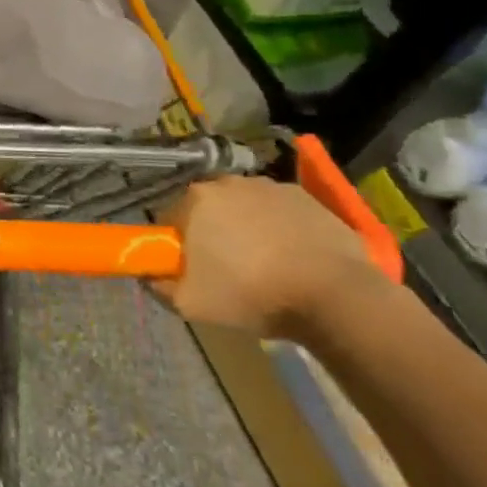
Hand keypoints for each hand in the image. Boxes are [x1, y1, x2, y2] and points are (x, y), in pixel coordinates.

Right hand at [154, 176, 389, 340]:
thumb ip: (158, 285)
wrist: (334, 296)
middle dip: (211, 233)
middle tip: (226, 269)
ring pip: (244, 208)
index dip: (177, 246)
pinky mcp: (306, 197)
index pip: (170, 219)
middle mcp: (228, 183)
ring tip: (265, 265)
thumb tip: (151, 274)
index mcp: (195, 200)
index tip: (191, 270)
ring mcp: (270, 186)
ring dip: (246, 228)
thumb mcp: (189, 304)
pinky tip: (292, 257)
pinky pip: (279, 211)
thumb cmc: (252, 295)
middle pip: (207, 209)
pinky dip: (279, 228)